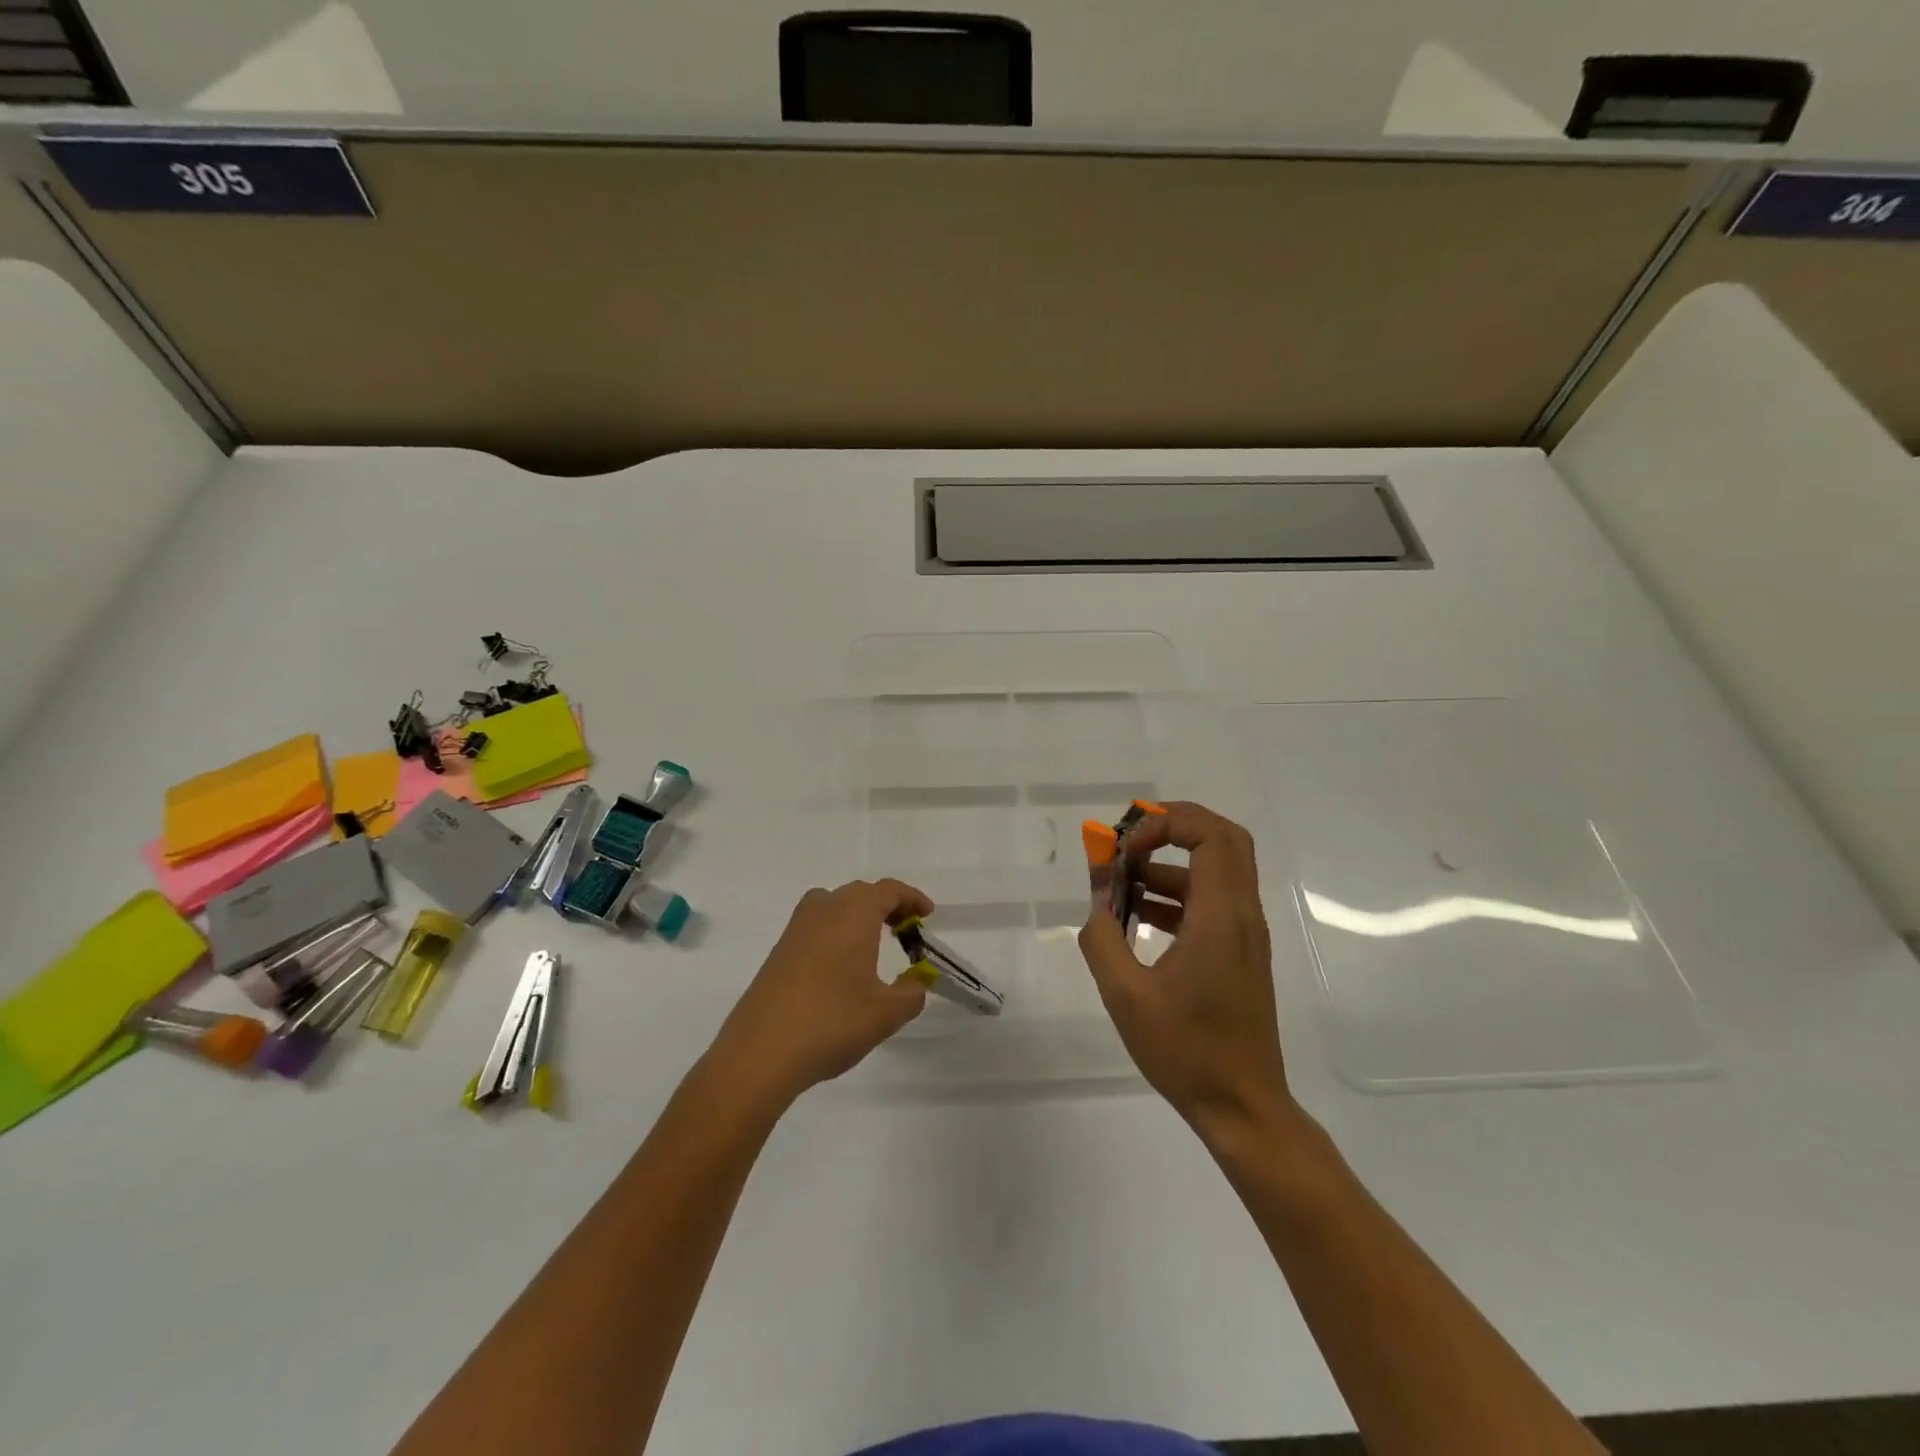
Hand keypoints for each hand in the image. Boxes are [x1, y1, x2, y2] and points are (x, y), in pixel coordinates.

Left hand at [708, 879, 932, 1107]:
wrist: (761, 1052)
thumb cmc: (832, 1022)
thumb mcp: (886, 1013)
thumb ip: (911, 992)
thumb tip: (917, 981)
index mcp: (853, 913)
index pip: (888, 891)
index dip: (911, 899)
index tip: (927, 916)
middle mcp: (824, 909)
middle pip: (860, 893)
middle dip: (886, 906)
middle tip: (906, 931)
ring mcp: (796, 929)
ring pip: (834, 905)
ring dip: (858, 916)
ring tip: (875, 943)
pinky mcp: (779, 951)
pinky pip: (816, 925)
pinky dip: (836, 932)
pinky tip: (842, 966)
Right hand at [1079, 801, 1290, 1133]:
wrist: (1242, 1107)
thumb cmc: (1187, 1052)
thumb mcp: (1126, 997)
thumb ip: (1102, 941)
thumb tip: (1096, 905)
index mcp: (1220, 918)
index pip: (1210, 835)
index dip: (1165, 824)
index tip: (1125, 848)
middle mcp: (1240, 915)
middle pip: (1224, 839)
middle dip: (1176, 825)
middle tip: (1131, 836)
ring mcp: (1244, 934)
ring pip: (1217, 869)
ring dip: (1170, 862)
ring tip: (1120, 883)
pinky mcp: (1239, 953)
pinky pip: (1211, 900)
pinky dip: (1176, 892)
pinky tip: (1137, 915)